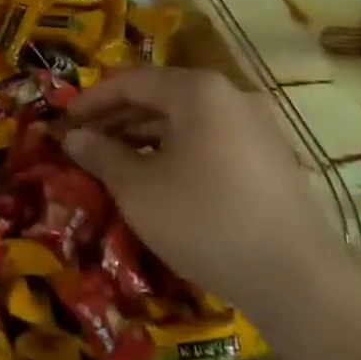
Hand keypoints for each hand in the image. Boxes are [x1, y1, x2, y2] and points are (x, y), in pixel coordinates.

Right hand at [63, 68, 347, 308]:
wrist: (297, 278)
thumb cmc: (204, 220)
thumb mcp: (138, 188)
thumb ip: (101, 154)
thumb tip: (72, 137)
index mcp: (199, 91)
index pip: (132, 81)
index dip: (92, 100)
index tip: (64, 120)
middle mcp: (232, 96)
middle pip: (161, 96)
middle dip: (118, 118)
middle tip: (84, 142)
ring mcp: (258, 126)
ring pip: (187, 120)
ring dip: (146, 135)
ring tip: (114, 161)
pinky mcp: (271, 158)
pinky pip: (211, 140)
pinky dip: (177, 150)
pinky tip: (159, 178)